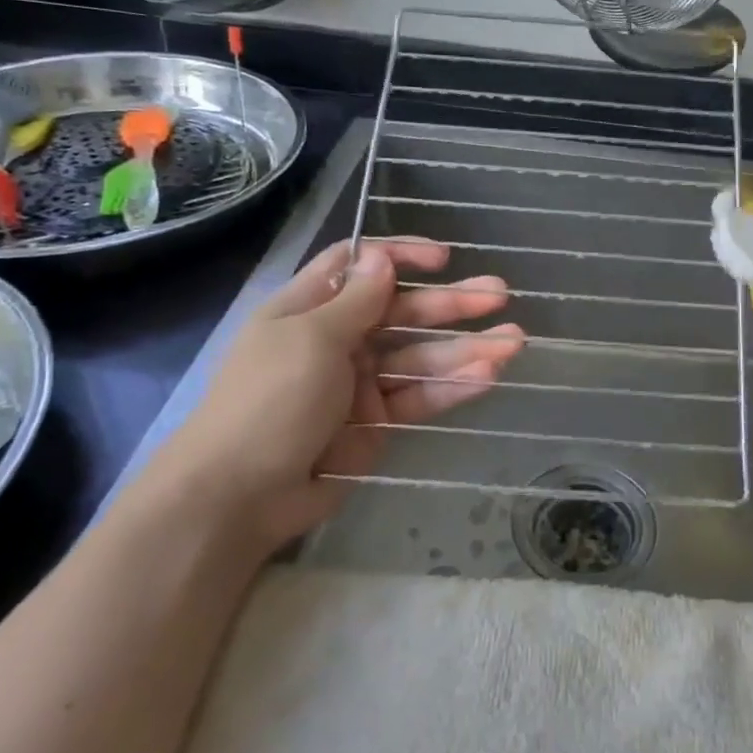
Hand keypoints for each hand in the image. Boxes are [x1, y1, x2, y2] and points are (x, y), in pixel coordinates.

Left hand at [143, 238, 524, 550]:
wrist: (239, 497)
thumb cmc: (269, 400)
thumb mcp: (312, 339)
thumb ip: (356, 300)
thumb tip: (380, 256)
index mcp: (311, 309)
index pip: (358, 266)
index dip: (399, 256)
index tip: (442, 259)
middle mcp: (338, 340)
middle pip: (402, 311)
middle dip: (451, 303)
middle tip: (499, 294)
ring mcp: (359, 383)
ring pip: (420, 357)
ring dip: (466, 348)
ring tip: (513, 342)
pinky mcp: (376, 423)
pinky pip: (419, 398)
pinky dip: (452, 388)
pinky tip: (488, 376)